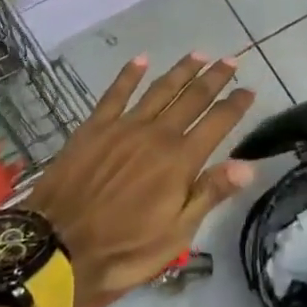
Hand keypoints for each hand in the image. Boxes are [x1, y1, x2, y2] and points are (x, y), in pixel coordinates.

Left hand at [23, 53, 256, 306]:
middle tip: (230, 60)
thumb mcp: (176, 234)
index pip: (218, 122)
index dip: (236, 104)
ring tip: (198, 55)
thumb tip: (248, 165)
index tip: (250, 90)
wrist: (56, 250)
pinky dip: (129, 75)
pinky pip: (116, 93)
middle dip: (214, 78)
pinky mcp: (94, 127)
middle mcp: (157, 135)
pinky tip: (141, 59)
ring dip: (181, 71)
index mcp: (181, 161)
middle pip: (193, 98)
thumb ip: (210, 193)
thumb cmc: (123, 250)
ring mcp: (124, 127)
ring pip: (160, 90)